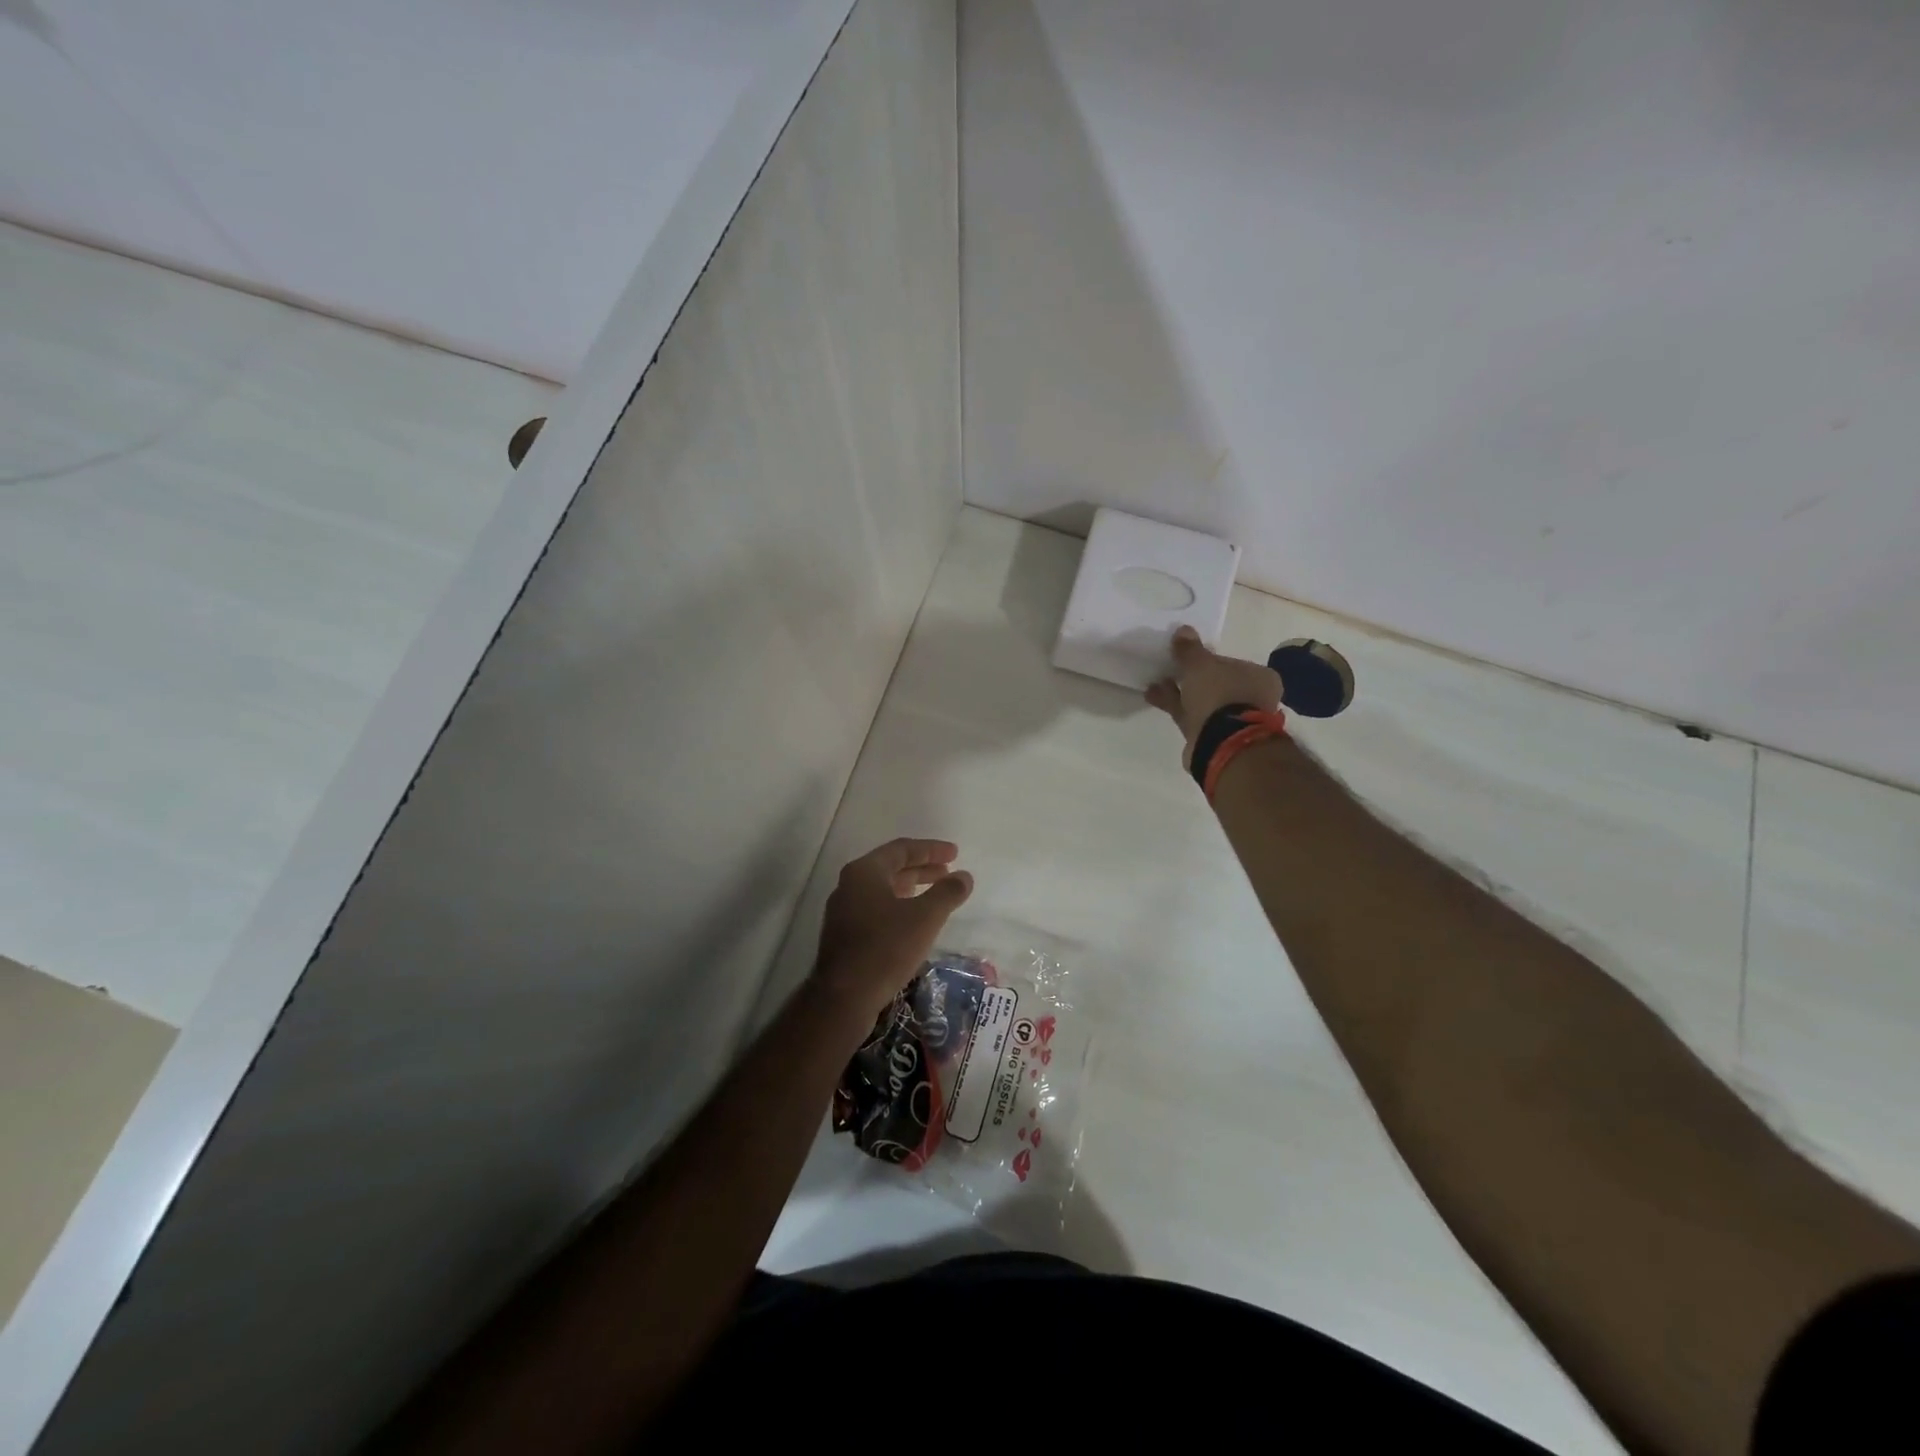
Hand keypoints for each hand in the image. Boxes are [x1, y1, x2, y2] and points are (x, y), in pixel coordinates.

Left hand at [812, 839, 973, 1023]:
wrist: (844, 998)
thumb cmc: (885, 948)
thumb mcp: (925, 918)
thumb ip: (947, 893)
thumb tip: (964, 876)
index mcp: (864, 872)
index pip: (901, 849)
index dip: (931, 849)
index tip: (955, 853)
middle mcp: (849, 885)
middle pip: (890, 868)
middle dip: (922, 868)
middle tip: (949, 872)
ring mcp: (843, 912)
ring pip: (883, 890)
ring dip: (911, 888)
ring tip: (936, 894)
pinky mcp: (844, 936)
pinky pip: (876, 910)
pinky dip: (899, 907)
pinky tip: (914, 922)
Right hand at [1146, 626, 1282, 766]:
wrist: (1222, 745)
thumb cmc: (1219, 696)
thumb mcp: (1201, 666)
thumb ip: (1190, 650)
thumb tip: (1183, 630)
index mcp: (1258, 677)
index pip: (1229, 663)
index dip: (1206, 660)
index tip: (1185, 658)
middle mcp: (1251, 698)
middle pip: (1215, 683)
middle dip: (1190, 677)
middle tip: (1169, 669)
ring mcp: (1234, 720)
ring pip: (1202, 701)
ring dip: (1179, 692)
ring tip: (1155, 683)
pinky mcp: (1215, 736)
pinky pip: (1192, 716)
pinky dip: (1176, 706)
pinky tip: (1154, 696)